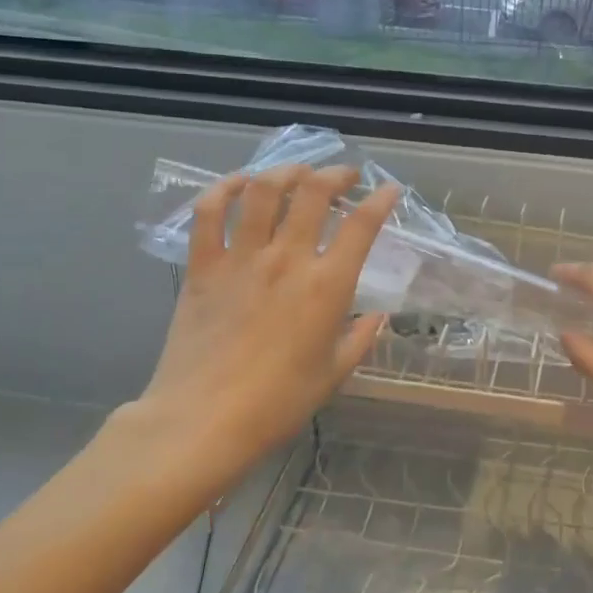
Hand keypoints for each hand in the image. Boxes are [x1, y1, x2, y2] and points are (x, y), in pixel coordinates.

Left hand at [121, 164, 398, 498]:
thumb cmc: (277, 404)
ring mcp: (242, 258)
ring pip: (265, 190)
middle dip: (336, 173)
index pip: (362, 225)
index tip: (389, 190)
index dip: (381, 199)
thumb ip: (360, 339)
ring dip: (286, 171)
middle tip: (344, 176)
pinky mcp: (203, 266)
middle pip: (314, 191)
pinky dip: (225, 189)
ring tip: (298, 173)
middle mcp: (288, 259)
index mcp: (327, 286)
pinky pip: (210, 212)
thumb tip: (376, 316)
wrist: (203, 421)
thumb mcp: (334, 374)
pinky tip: (240, 183)